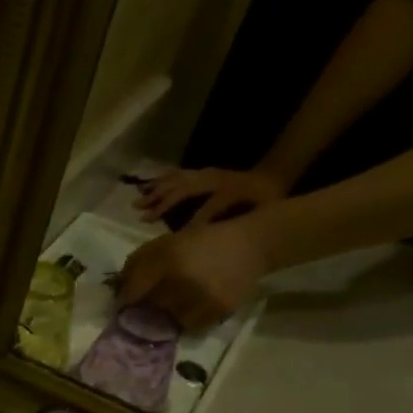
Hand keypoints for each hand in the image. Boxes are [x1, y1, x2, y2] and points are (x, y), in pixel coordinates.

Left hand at [116, 219, 270, 330]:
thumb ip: (136, 265)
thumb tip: (118, 290)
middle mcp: (183, 280)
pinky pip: (192, 327)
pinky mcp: (219, 309)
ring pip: (169, 322)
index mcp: (166, 260)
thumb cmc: (199, 243)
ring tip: (169, 310)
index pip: (132, 293)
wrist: (250, 245)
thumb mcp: (164, 244)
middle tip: (145, 310)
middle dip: (144, 311)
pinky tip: (189, 311)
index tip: (122, 306)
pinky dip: (186, 322)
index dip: (124, 302)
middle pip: (149, 310)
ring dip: (165, 319)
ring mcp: (202, 297)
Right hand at [134, 167, 287, 227]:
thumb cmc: (265, 201)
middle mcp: (215, 179)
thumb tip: (209, 235)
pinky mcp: (203, 173)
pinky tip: (147, 185)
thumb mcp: (259, 214)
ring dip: (157, 191)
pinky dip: (161, 180)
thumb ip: (235, 224)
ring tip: (138, 202)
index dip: (192, 223)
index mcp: (231, 190)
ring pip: (178, 180)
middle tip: (143, 217)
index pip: (208, 207)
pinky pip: (178, 174)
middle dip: (163, 203)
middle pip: (184, 189)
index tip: (174, 240)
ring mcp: (207, 174)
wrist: (275, 175)